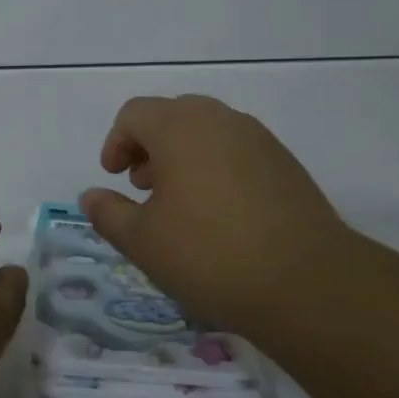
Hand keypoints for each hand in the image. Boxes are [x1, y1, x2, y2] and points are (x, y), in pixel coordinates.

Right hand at [80, 95, 358, 338]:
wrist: (308, 284)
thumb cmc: (210, 256)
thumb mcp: (143, 242)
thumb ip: (108, 213)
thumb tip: (91, 196)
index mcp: (180, 128)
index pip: (134, 114)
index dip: (116, 143)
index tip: (115, 179)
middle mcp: (221, 120)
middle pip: (172, 115)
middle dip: (149, 146)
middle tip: (144, 187)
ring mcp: (259, 139)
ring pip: (207, 131)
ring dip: (183, 156)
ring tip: (180, 203)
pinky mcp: (285, 164)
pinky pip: (237, 150)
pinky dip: (216, 166)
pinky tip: (220, 214)